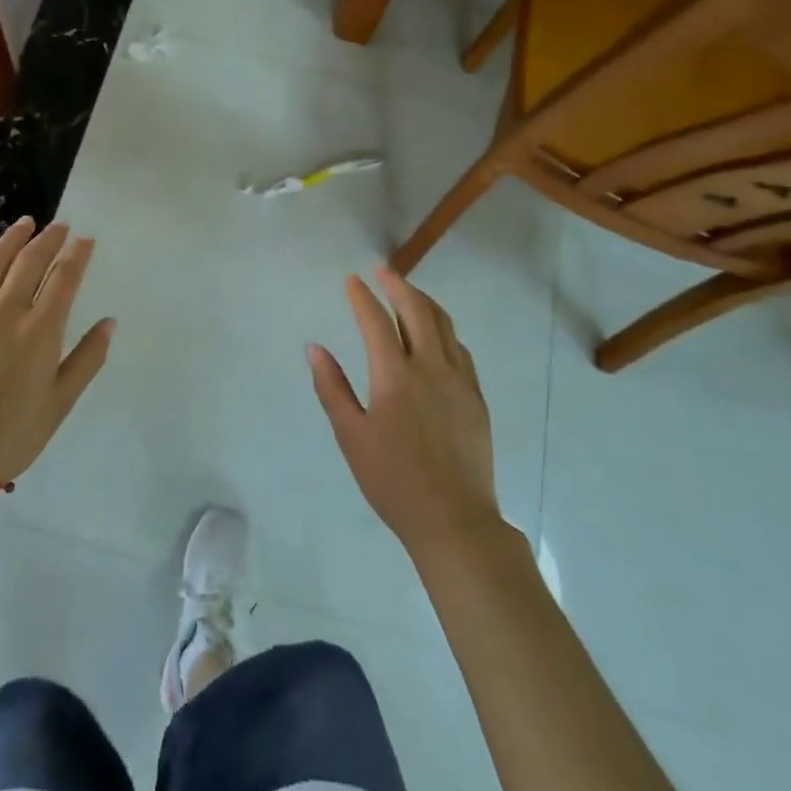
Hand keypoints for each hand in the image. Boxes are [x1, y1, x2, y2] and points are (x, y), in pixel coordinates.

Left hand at [0, 218, 114, 489]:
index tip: (86, 239)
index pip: (64, 278)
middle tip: (60, 225)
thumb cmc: (13, 435)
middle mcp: (6, 312)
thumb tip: (109, 323)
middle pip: (29, 262)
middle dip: (48, 239)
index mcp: (40, 330)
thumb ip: (87, 358)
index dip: (77, 254)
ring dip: (11, 239)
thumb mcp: (61, 402)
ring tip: (25, 224)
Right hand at [308, 266, 500, 553]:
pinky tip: (436, 333)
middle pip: (417, 310)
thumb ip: (332, 387)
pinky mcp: (476, 396)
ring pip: (444, 324)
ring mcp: (459, 380)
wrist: (454, 520)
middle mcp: (430, 367)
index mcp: (395, 376)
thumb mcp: (351, 436)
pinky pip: (460, 348)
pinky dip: (443, 329)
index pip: (376, 320)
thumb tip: (315, 348)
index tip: (351, 279)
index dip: (362, 296)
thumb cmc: (393, 481)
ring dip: (423, 301)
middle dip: (398, 284)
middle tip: (382, 270)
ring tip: (407, 291)